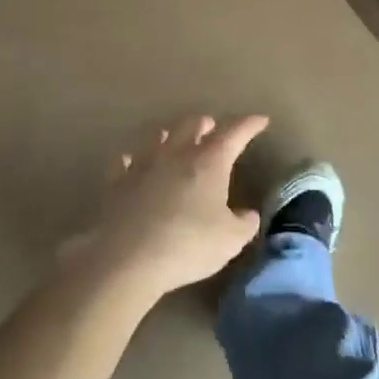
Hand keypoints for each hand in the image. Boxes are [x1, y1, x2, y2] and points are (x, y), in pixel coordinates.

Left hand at [79, 115, 267, 297]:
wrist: (127, 257)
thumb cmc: (187, 244)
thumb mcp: (229, 240)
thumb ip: (243, 224)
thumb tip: (248, 215)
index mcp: (209, 161)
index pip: (234, 133)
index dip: (249, 125)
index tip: (261, 120)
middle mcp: (176, 153)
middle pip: (192, 125)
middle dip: (206, 124)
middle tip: (212, 128)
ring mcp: (144, 164)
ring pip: (159, 137)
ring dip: (171, 135)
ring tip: (175, 137)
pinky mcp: (118, 182)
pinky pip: (125, 162)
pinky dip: (133, 160)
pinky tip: (131, 162)